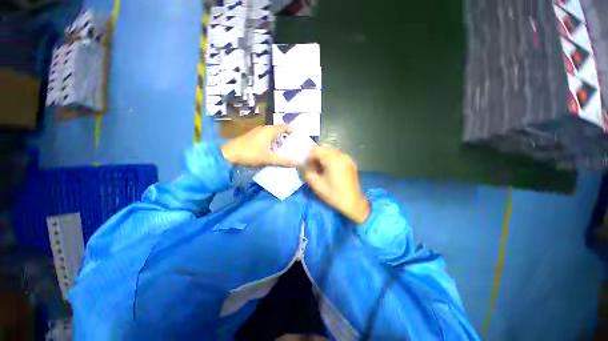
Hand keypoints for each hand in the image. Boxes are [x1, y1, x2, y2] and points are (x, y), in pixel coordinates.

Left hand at [221, 125, 295, 166]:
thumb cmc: (250, 154)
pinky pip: (266, 137)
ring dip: (279, 140)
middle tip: (294, 145)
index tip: (299, 138)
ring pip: (272, 134)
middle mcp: (264, 129)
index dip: (293, 130)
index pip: (285, 126)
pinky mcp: (252, 137)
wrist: (228, 154)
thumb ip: (283, 161)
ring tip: (285, 149)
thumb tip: (296, 163)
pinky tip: (272, 151)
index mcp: (269, 130)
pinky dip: (272, 142)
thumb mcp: (268, 159)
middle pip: (279, 130)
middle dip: (287, 137)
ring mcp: (257, 132)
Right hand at [300, 147, 370, 223]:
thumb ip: (306, 172)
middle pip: (324, 149)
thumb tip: (300, 164)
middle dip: (316, 157)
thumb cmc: (334, 194)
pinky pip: (338, 156)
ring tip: (323, 171)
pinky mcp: (351, 163)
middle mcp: (340, 155)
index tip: (309, 168)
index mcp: (332, 159)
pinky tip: (331, 171)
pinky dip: (331, 160)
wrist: (353, 203)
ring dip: (324, 158)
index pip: (315, 150)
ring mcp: (347, 158)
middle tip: (315, 169)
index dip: (309, 158)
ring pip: (331, 152)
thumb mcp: (316, 185)